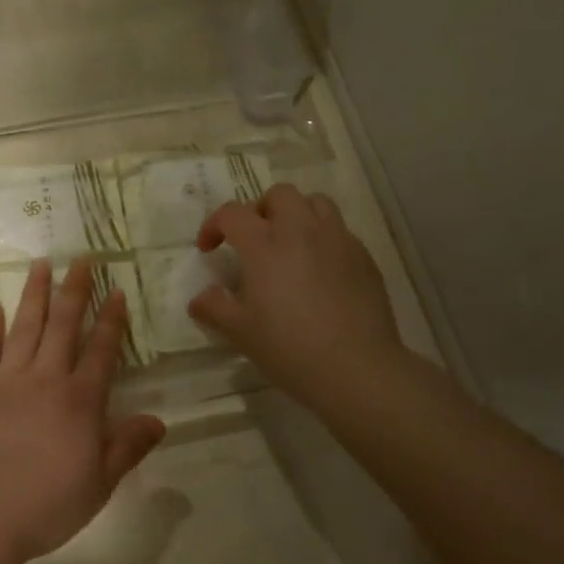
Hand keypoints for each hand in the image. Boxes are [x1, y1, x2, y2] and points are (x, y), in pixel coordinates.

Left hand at [0, 260, 164, 563]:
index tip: (116, 291)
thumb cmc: (43, 505)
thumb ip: (127, 447)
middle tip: (81, 259)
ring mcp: (4, 380)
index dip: (111, 320)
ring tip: (40, 264)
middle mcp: (44, 379)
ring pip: (24, 327)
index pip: (101, 351)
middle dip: (75, 290)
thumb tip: (159, 420)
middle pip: (63, 326)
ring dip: (34, 294)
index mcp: (79, 401)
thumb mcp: (98, 485)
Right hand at [189, 186, 404, 413]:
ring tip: (290, 244)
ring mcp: (337, 240)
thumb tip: (199, 298)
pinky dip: (323, 239)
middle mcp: (301, 231)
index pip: (232, 213)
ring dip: (296, 215)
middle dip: (260, 210)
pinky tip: (320, 270)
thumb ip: (214, 308)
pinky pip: (340, 231)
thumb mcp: (240, 333)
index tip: (208, 250)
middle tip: (253, 240)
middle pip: (279, 195)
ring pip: (316, 203)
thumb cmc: (289, 348)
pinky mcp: (364, 257)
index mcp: (264, 245)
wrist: (356, 369)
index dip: (214, 225)